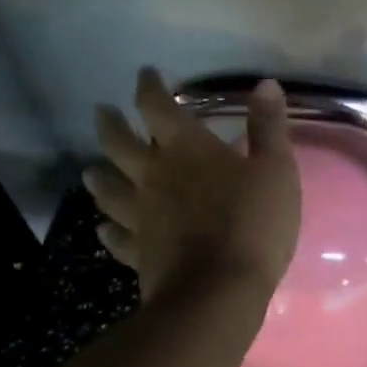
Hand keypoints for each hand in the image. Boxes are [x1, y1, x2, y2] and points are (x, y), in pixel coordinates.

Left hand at [85, 68, 301, 304]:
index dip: (149, 87)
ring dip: (99, 176)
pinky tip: (103, 228)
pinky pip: (116, 237)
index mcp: (186, 149)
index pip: (157, 107)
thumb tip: (265, 84)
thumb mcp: (276, 170)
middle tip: (101, 112)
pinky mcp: (138, 252)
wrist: (218, 292)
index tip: (145, 75)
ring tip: (90, 169)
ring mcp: (141, 216)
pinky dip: (108, 229)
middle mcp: (154, 176)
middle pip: (119, 144)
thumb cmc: (253, 223)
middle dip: (110, 125)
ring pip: (109, 189)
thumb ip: (268, 127)